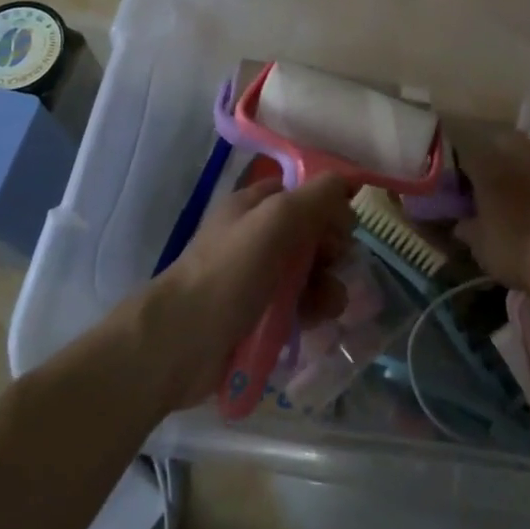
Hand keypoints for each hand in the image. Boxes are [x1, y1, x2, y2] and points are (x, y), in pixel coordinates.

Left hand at [153, 173, 355, 408]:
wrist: (181, 342)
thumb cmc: (228, 272)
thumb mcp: (275, 220)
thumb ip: (315, 198)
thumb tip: (347, 186)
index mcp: (253, 206)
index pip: (300, 193)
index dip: (327, 204)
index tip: (348, 225)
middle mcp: (255, 237)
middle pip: (309, 234)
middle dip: (331, 249)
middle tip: (336, 264)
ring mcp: (256, 279)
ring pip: (308, 273)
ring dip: (327, 284)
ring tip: (329, 304)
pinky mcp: (259, 317)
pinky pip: (298, 306)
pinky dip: (312, 311)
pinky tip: (317, 322)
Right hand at [452, 130, 529, 297]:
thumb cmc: (520, 252)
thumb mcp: (482, 249)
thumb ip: (469, 230)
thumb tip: (461, 224)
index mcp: (487, 165)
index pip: (468, 157)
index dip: (466, 174)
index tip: (467, 191)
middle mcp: (519, 150)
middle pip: (502, 143)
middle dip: (499, 159)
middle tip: (499, 186)